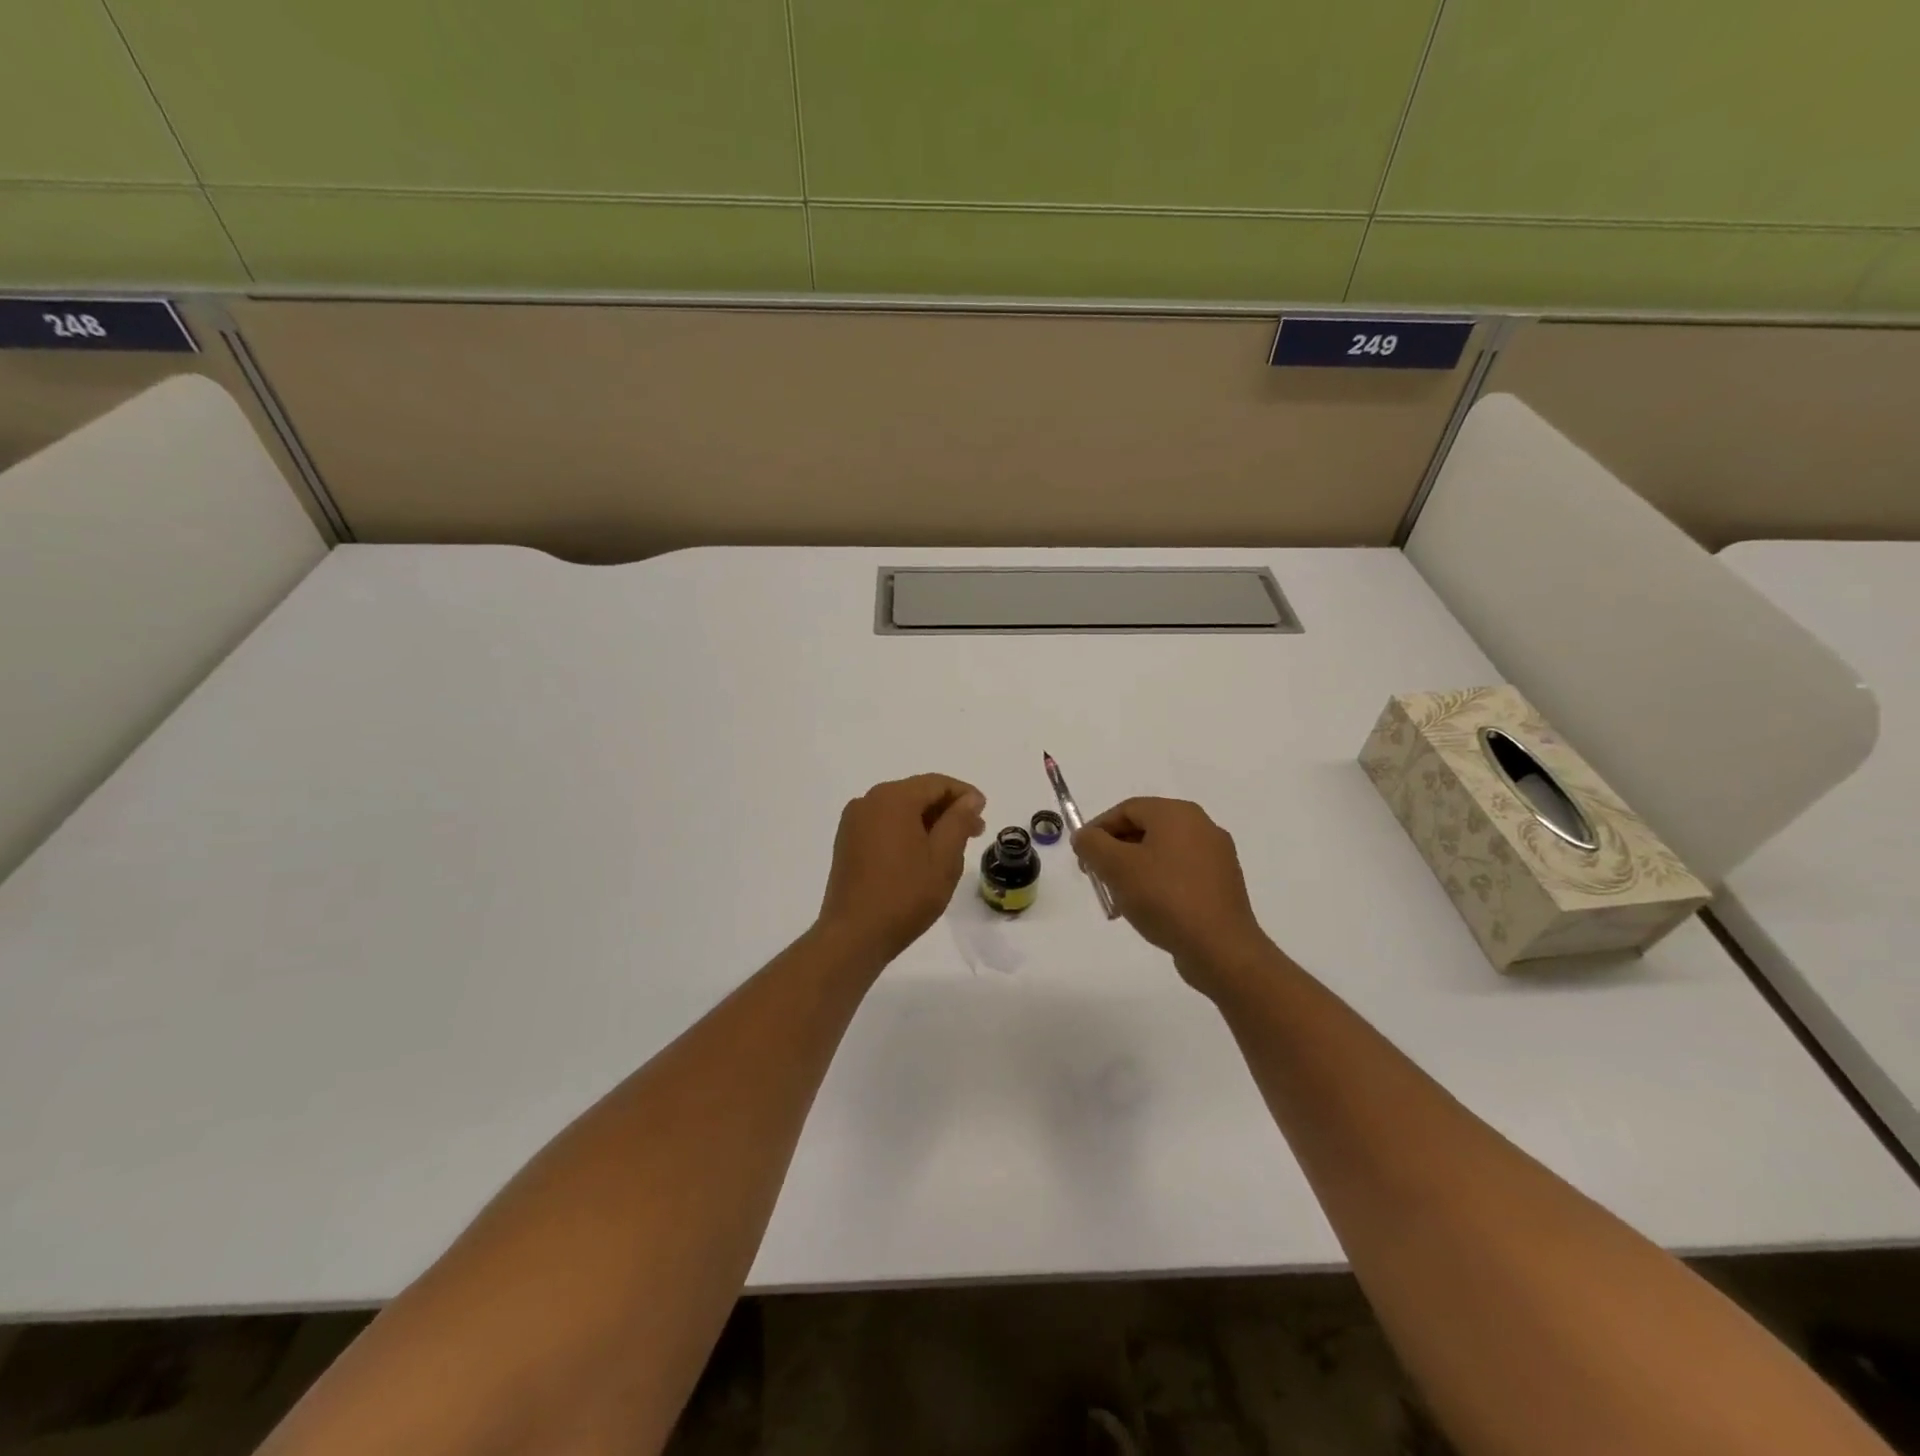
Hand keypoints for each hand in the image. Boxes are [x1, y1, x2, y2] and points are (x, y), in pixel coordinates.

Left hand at [817, 774, 986, 963]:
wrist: (854, 935)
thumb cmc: (906, 894)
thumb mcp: (944, 857)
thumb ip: (958, 821)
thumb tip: (970, 799)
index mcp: (892, 798)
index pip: (936, 783)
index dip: (964, 795)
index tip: (984, 813)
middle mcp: (868, 801)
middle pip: (916, 794)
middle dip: (947, 809)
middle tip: (974, 832)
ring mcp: (853, 822)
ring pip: (900, 810)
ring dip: (927, 822)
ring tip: (951, 847)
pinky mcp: (847, 842)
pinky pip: (883, 825)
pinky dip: (906, 831)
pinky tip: (921, 855)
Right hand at [1073, 797, 1272, 992]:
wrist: (1220, 948)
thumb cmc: (1164, 898)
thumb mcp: (1116, 867)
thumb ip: (1092, 844)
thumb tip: (1085, 837)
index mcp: (1177, 813)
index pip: (1126, 809)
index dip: (1097, 830)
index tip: (1082, 858)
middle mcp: (1201, 826)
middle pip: (1145, 829)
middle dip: (1115, 852)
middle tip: (1098, 878)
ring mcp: (1216, 856)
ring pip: (1161, 853)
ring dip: (1134, 871)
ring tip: (1120, 900)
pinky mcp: (1222, 884)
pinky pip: (1180, 874)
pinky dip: (1158, 884)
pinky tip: (1148, 910)